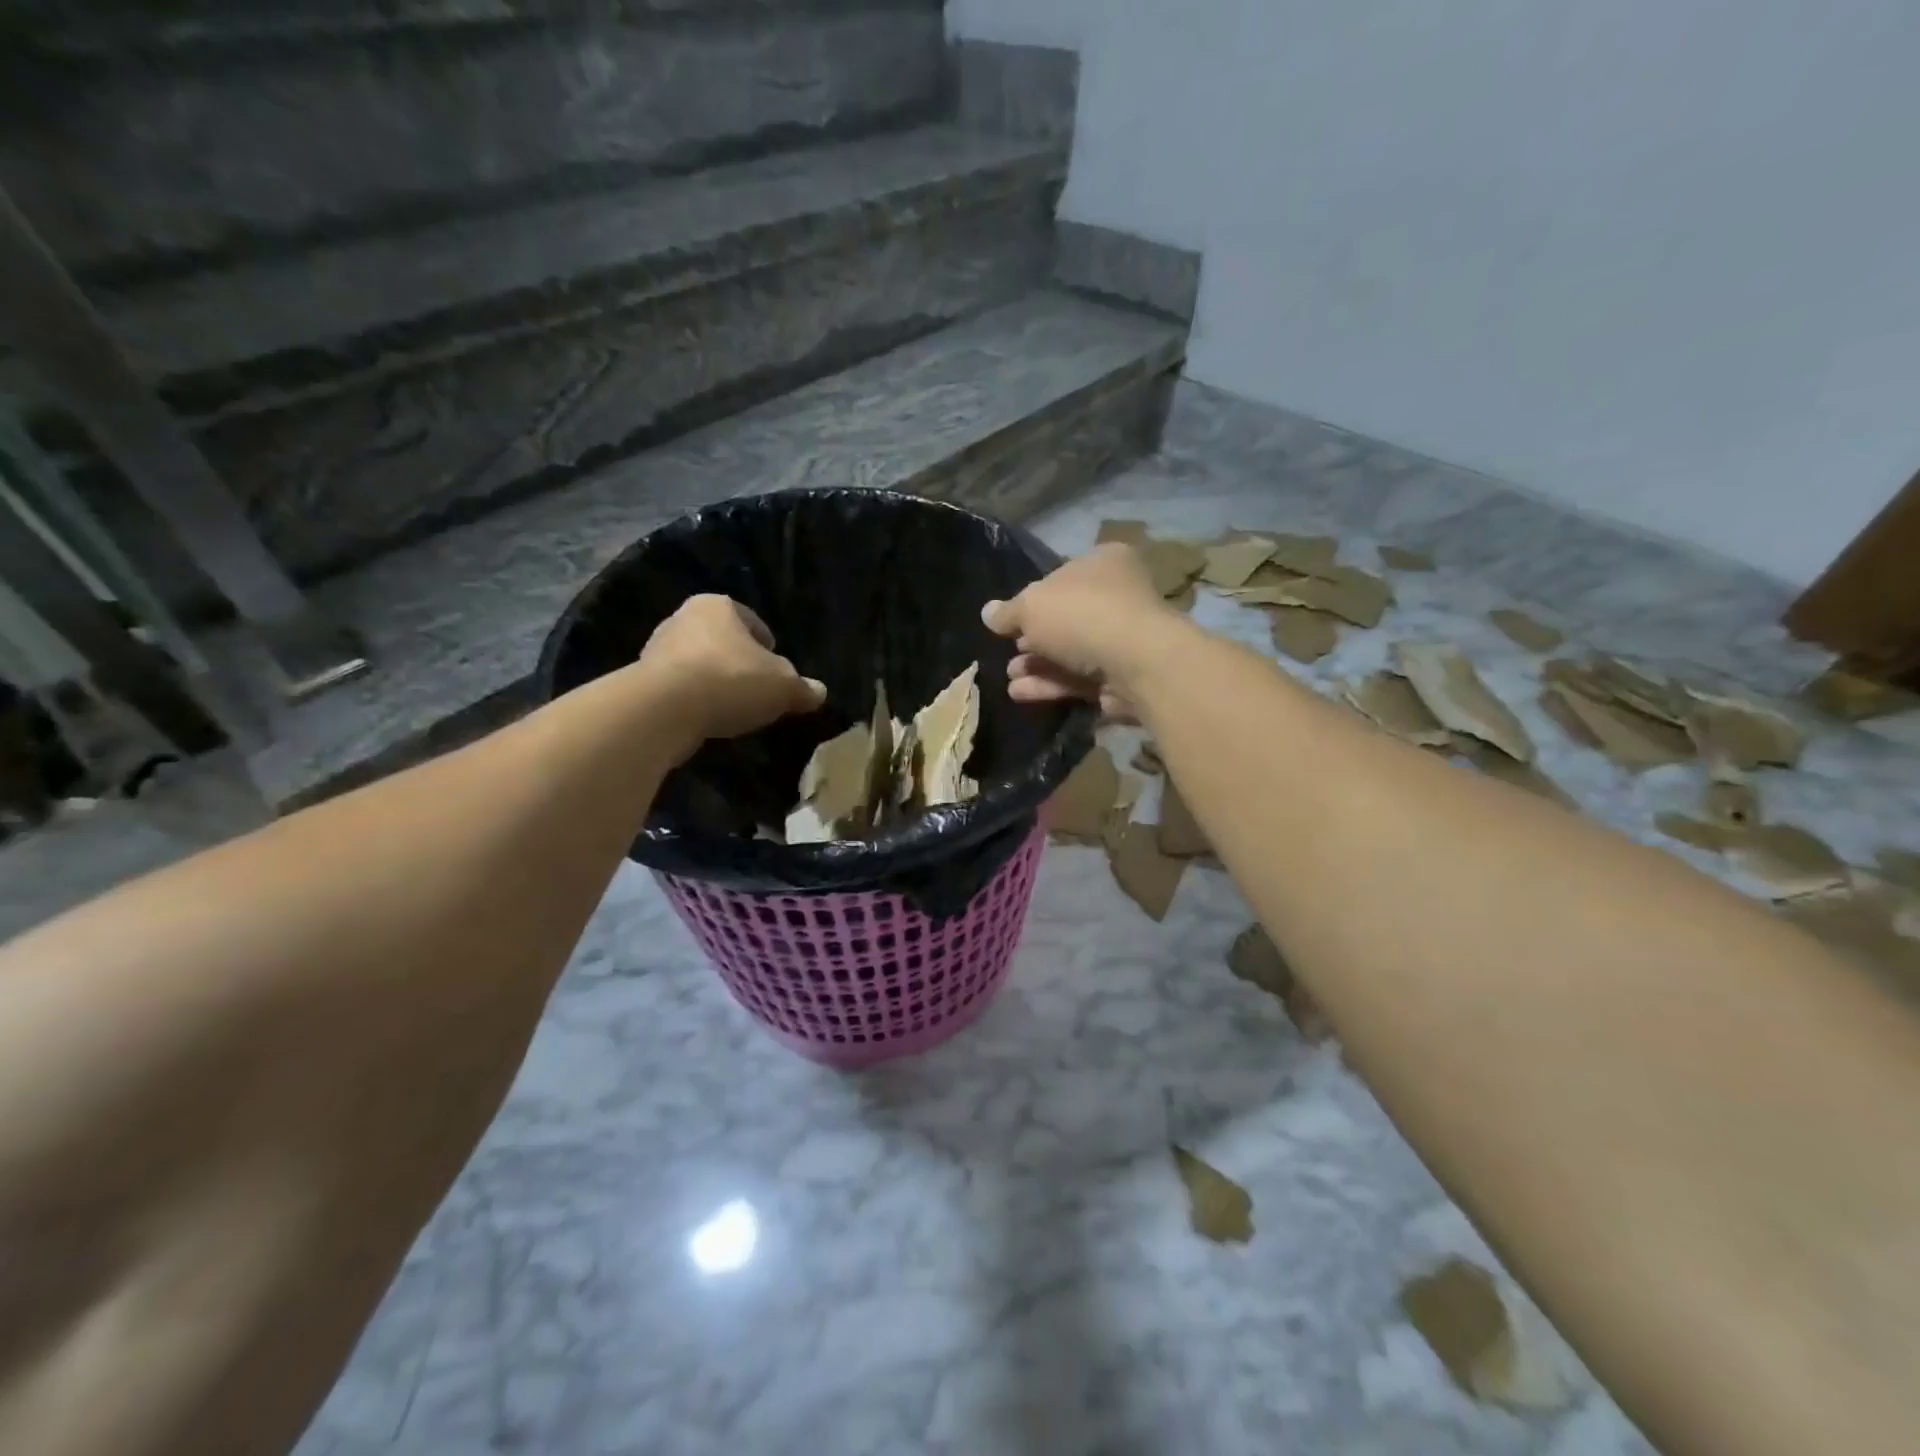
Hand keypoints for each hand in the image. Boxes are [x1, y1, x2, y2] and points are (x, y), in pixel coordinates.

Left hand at [639, 595, 824, 749]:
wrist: (664, 710)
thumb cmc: (731, 680)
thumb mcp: (783, 687)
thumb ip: (802, 688)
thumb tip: (819, 692)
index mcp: (717, 606)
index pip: (749, 619)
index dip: (766, 643)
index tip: (776, 664)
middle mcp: (682, 619)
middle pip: (720, 640)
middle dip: (737, 660)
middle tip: (756, 686)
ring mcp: (656, 649)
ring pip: (697, 663)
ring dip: (713, 681)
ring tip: (733, 707)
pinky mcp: (641, 682)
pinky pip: (679, 688)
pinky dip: (694, 700)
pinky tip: (708, 718)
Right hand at [980, 544, 1177, 721]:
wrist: (1135, 663)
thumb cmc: (1081, 615)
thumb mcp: (1031, 606)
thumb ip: (1008, 612)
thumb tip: (988, 613)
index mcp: (1103, 563)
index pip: (1061, 577)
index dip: (1033, 598)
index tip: (1009, 620)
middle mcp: (1118, 596)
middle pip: (1066, 618)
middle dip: (1032, 639)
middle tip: (1008, 651)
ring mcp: (1123, 639)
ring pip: (1071, 652)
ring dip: (1037, 665)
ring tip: (1011, 677)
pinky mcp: (1122, 676)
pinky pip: (1080, 678)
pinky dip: (1051, 685)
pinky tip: (1021, 693)